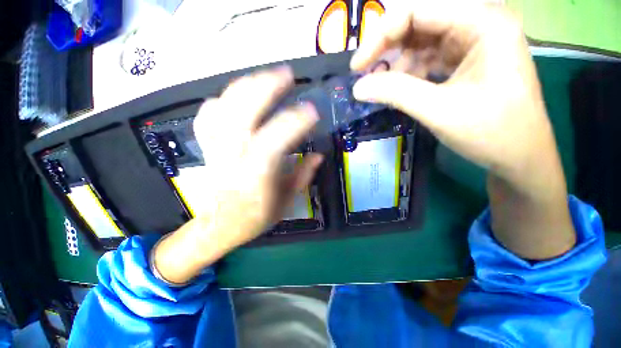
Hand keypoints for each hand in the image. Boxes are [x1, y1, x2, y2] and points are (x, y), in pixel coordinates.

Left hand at [153, 67, 321, 283]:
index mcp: (255, 177)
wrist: (220, 226)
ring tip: (265, 76)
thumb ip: (303, 176)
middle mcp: (232, 158)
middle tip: (287, 74)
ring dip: (245, 86)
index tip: (312, 111)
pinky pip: (208, 116)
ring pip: (222, 107)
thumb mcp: (287, 202)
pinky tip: (236, 95)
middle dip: (265, 88)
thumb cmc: (256, 218)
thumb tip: (318, 155)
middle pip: (241, 113)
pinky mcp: (207, 147)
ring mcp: (215, 149)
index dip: (294, 123)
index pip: (273, 142)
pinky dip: (221, 100)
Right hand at [351, 1, 574, 258]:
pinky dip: (397, 78)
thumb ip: (396, 92)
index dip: (382, 34)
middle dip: (381, 49)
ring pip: (411, 47)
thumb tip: (358, 88)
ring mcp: (460, 50)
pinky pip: (415, 65)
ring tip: (372, 89)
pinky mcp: (452, 70)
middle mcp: (471, 29)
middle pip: (413, 26)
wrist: (521, 162)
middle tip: (358, 76)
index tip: (357, 64)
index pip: (418, 13)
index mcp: (481, 25)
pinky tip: (388, 94)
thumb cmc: (496, 136)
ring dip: (388, 67)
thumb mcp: (441, 110)